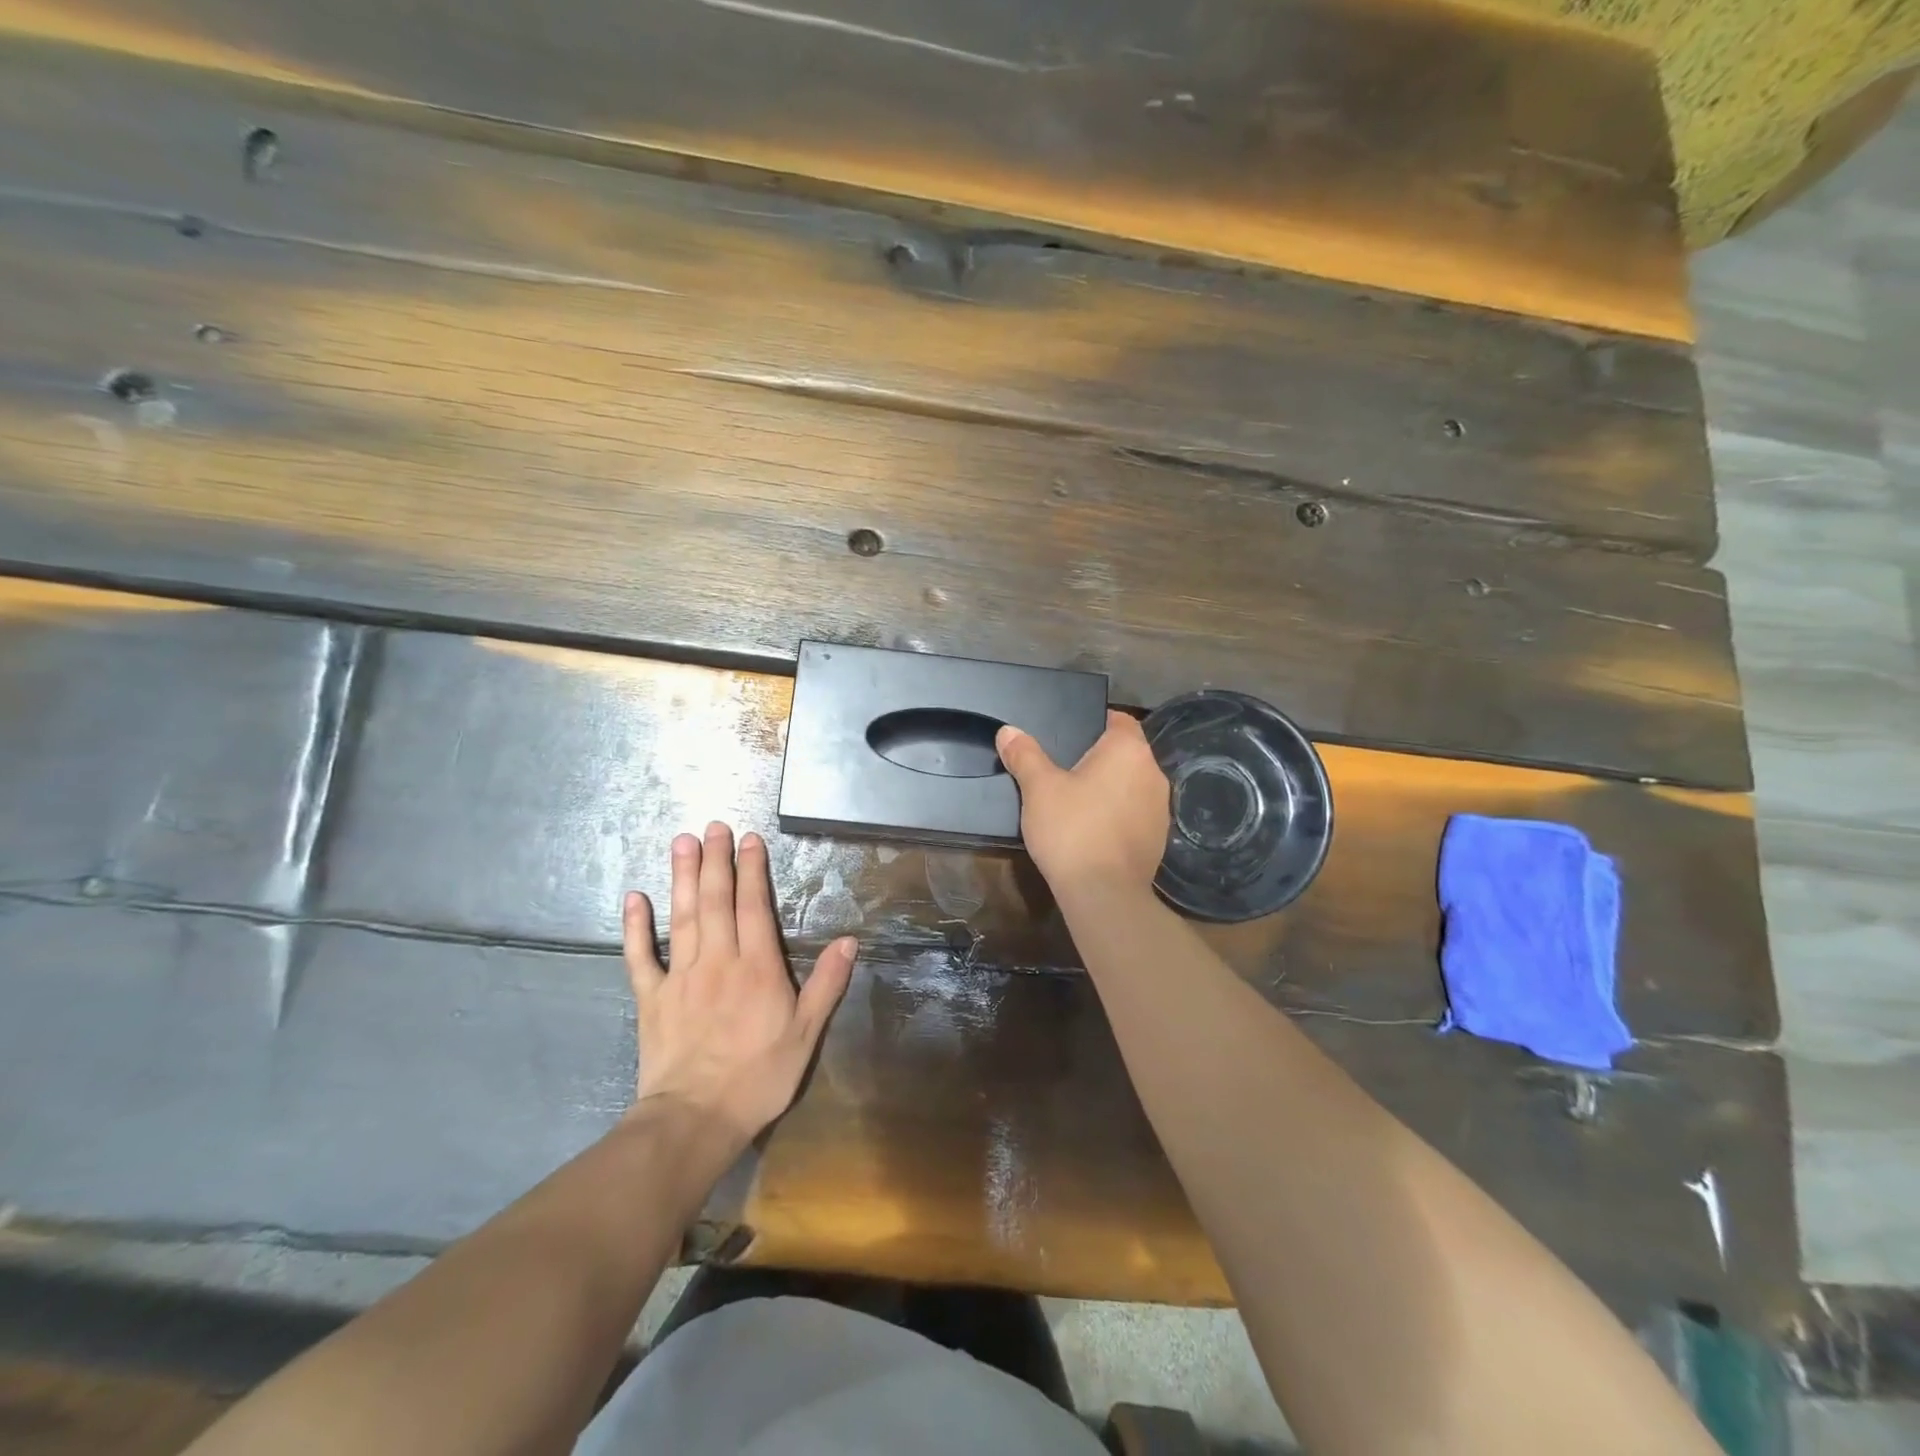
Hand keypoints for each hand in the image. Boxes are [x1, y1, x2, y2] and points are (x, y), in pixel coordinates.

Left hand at [623, 823, 855, 1148]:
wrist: (695, 1119)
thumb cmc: (759, 1077)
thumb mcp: (806, 1034)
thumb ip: (827, 984)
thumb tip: (848, 940)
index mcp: (757, 967)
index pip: (754, 906)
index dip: (752, 870)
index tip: (749, 838)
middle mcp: (718, 960)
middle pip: (715, 900)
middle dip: (715, 860)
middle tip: (712, 826)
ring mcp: (680, 976)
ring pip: (681, 916)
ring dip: (681, 877)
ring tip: (682, 842)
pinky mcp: (651, 997)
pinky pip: (640, 956)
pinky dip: (636, 926)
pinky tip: (634, 897)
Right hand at [996, 711, 1169, 898]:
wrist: (1104, 894)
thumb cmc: (1072, 829)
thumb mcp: (1039, 788)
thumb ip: (1025, 755)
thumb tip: (1008, 731)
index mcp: (1129, 751)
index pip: (1120, 720)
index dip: (1096, 722)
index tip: (1070, 735)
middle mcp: (1153, 773)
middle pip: (1126, 753)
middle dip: (1100, 757)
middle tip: (1065, 767)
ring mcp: (1160, 808)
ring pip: (1132, 785)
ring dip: (1111, 788)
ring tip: (1077, 800)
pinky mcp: (1159, 838)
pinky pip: (1135, 814)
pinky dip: (1117, 815)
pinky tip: (1093, 829)